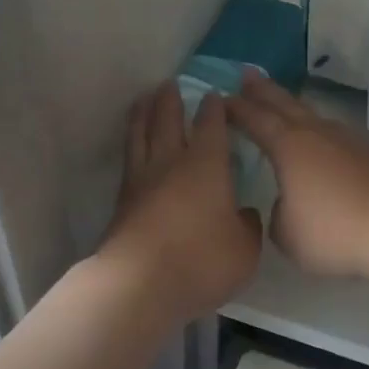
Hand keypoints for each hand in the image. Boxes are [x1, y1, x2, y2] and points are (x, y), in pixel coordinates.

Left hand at [101, 82, 262, 321]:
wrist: (140, 284)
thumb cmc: (202, 261)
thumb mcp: (244, 249)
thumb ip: (247, 227)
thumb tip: (244, 214)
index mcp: (206, 165)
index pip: (211, 126)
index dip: (214, 109)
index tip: (215, 95)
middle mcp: (171, 163)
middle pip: (167, 120)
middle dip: (170, 100)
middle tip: (170, 84)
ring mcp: (141, 181)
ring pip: (139, 136)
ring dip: (142, 114)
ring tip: (143, 101)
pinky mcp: (121, 203)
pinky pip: (128, 161)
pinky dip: (131, 145)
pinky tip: (134, 149)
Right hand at [228, 72, 368, 281]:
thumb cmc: (333, 232)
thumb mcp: (287, 234)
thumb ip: (278, 214)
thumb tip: (287, 203)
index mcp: (289, 147)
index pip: (256, 120)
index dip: (236, 109)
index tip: (221, 99)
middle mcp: (318, 134)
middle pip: (286, 104)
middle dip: (264, 90)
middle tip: (247, 74)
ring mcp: (349, 140)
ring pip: (315, 117)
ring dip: (295, 109)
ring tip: (285, 107)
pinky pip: (337, 137)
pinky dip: (321, 134)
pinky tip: (324, 144)